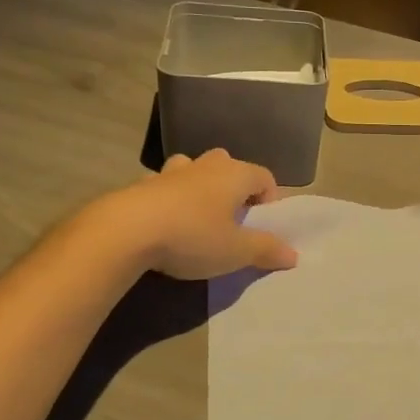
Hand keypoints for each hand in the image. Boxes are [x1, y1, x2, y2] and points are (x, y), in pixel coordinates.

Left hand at [94, 150, 298, 279]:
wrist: (126, 231)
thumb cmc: (193, 237)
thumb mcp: (236, 251)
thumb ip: (266, 250)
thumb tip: (293, 253)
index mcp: (234, 175)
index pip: (264, 176)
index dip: (269, 199)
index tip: (262, 226)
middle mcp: (205, 165)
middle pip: (229, 166)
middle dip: (234, 188)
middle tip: (232, 219)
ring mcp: (170, 172)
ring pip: (193, 170)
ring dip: (200, 188)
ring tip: (198, 218)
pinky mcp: (141, 185)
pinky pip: (165, 187)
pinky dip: (170, 199)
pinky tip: (166, 224)